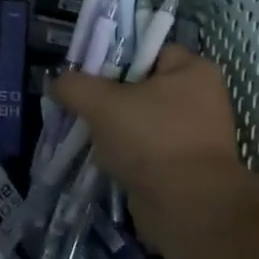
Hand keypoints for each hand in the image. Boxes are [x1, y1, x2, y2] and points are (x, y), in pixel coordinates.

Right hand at [51, 46, 250, 243]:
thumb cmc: (151, 140)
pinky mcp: (186, 167)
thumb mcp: (102, 103)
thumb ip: (75, 86)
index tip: (88, 77)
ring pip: (143, 122)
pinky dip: (128, 156)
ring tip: (90, 137)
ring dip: (116, 131)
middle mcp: (202, 99)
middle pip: (143, 87)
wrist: (187, 208)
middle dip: (111, 99)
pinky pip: (149, 151)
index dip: (116, 59)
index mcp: (194, 71)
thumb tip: (57, 82)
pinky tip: (107, 162)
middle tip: (83, 108)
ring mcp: (197, 136)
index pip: (149, 50)